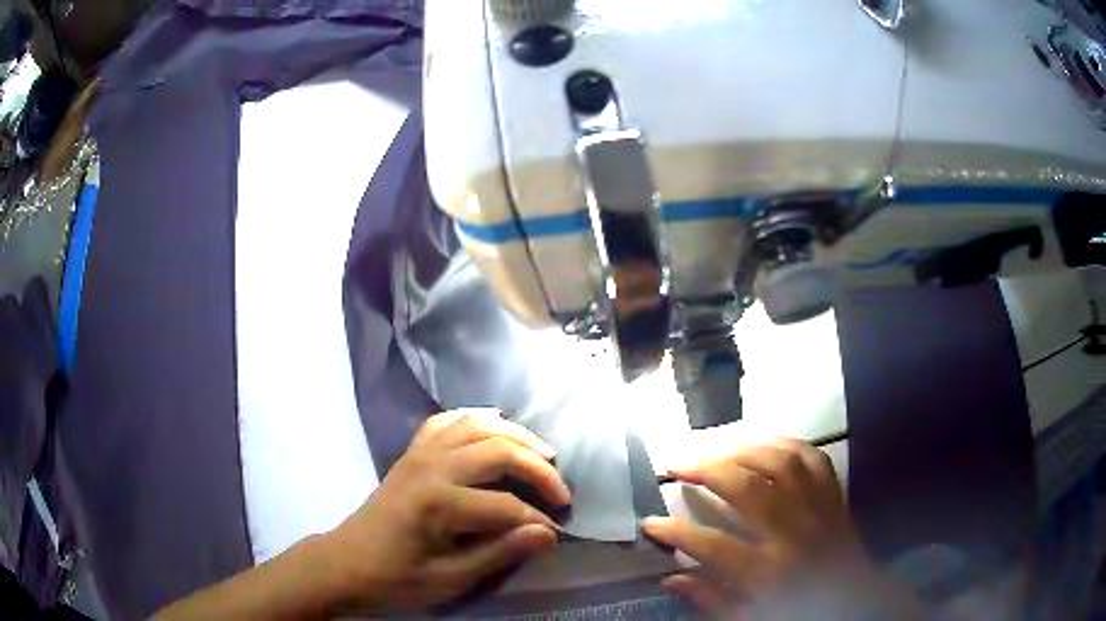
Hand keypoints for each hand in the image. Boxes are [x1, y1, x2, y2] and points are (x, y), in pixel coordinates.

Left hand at [325, 410, 570, 612]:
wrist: (346, 562)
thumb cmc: (396, 578)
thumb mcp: (450, 579)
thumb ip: (499, 553)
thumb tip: (548, 533)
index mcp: (439, 503)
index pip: (506, 506)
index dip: (537, 520)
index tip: (556, 534)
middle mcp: (431, 467)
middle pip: (498, 451)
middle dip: (538, 469)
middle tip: (561, 492)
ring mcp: (419, 454)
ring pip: (477, 425)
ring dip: (515, 436)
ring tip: (543, 454)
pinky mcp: (411, 452)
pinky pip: (446, 421)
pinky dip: (475, 420)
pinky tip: (494, 429)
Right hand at [643, 439, 917, 618]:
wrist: (856, 601)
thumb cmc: (798, 612)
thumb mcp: (749, 618)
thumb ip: (711, 599)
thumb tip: (671, 577)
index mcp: (769, 573)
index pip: (713, 546)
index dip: (676, 532)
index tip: (650, 522)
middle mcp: (794, 534)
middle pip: (746, 489)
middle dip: (705, 470)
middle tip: (675, 462)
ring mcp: (818, 509)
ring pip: (780, 462)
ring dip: (741, 449)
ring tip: (714, 448)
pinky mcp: (834, 496)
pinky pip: (812, 457)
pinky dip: (784, 444)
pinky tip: (762, 444)